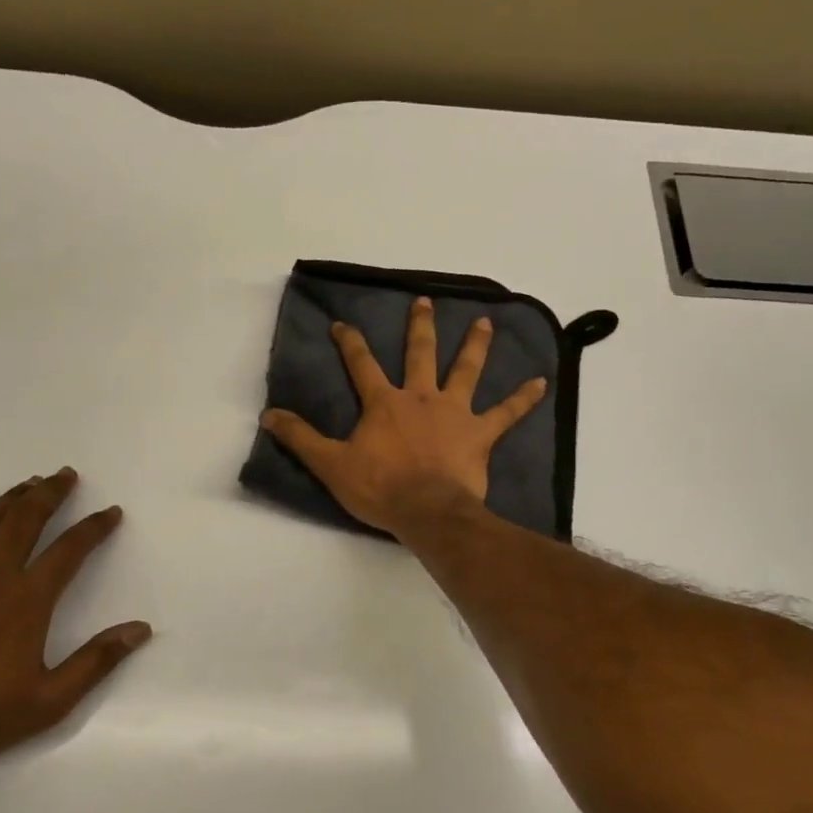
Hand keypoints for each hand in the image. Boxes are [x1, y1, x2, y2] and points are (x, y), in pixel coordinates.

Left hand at [0, 469, 150, 770]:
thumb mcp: (52, 700)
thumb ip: (97, 660)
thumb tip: (141, 629)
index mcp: (27, 601)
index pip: (69, 551)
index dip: (94, 528)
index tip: (111, 512)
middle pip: (25, 521)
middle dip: (49, 494)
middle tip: (65, 475)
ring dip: (9, 499)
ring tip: (29, 483)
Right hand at [260, 296, 546, 536]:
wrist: (427, 511)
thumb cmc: (379, 488)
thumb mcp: (331, 465)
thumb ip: (301, 438)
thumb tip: (269, 415)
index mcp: (384, 403)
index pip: (362, 364)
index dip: (351, 342)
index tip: (343, 324)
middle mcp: (421, 397)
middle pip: (420, 354)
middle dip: (420, 326)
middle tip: (425, 302)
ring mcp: (454, 413)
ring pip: (466, 371)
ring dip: (475, 346)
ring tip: (485, 323)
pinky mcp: (479, 434)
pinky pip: (506, 413)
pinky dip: (524, 399)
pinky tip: (542, 383)